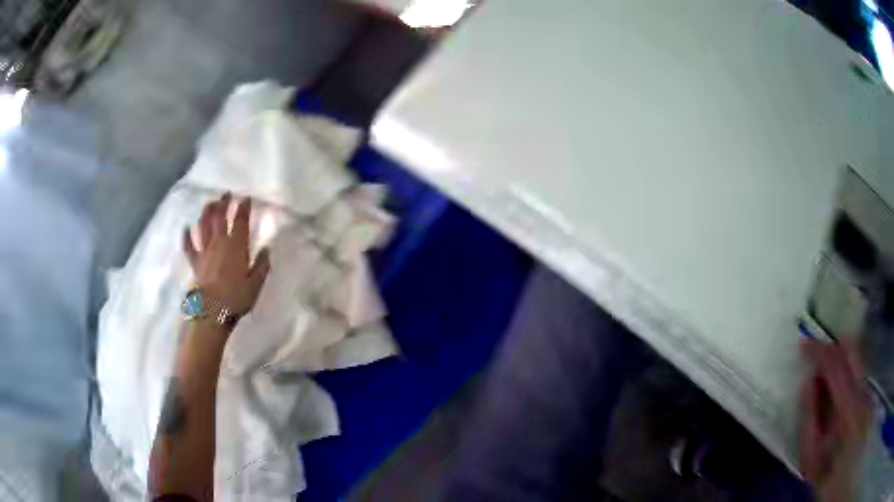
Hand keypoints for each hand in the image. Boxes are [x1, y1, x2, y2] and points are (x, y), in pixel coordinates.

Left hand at [183, 193, 270, 317]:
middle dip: (224, 203)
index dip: (243, 207)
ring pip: (204, 226)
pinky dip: (187, 237)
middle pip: (220, 217)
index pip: (240, 221)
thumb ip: (262, 265)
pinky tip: (186, 228)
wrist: (212, 311)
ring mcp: (205, 251)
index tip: (246, 198)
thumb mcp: (256, 284)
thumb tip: (266, 250)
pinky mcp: (195, 263)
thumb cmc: (236, 298)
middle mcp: (219, 243)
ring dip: (207, 212)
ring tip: (210, 203)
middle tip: (227, 194)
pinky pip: (189, 247)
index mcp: (236, 246)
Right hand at [800, 338, 871, 501]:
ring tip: (825, 366)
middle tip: (816, 351)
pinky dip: (847, 365)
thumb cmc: (824, 471)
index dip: (819, 349)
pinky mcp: (868, 392)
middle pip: (852, 349)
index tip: (803, 341)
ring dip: (840, 355)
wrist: (841, 477)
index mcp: (847, 405)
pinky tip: (837, 382)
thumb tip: (806, 381)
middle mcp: (861, 389)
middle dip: (833, 345)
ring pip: (857, 356)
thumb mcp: (811, 455)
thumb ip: (809, 418)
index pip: (834, 364)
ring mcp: (867, 388)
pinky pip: (858, 367)